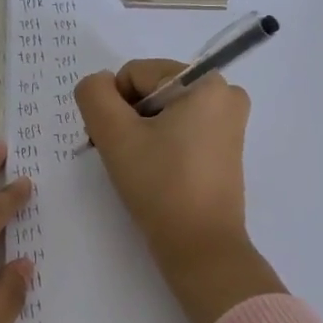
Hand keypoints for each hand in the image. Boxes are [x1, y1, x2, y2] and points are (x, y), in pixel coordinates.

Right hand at [74, 62, 283, 322]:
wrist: (200, 247)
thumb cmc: (160, 185)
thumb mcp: (115, 135)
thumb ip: (94, 95)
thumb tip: (98, 84)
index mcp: (206, 82)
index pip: (135, 74)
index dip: (113, 106)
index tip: (111, 143)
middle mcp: (225, 93)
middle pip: (151, 90)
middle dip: (128, 119)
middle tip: (122, 157)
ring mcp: (229, 122)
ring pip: (163, 111)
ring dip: (141, 133)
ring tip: (139, 168)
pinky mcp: (226, 147)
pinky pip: (181, 129)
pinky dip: (161, 144)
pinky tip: (156, 172)